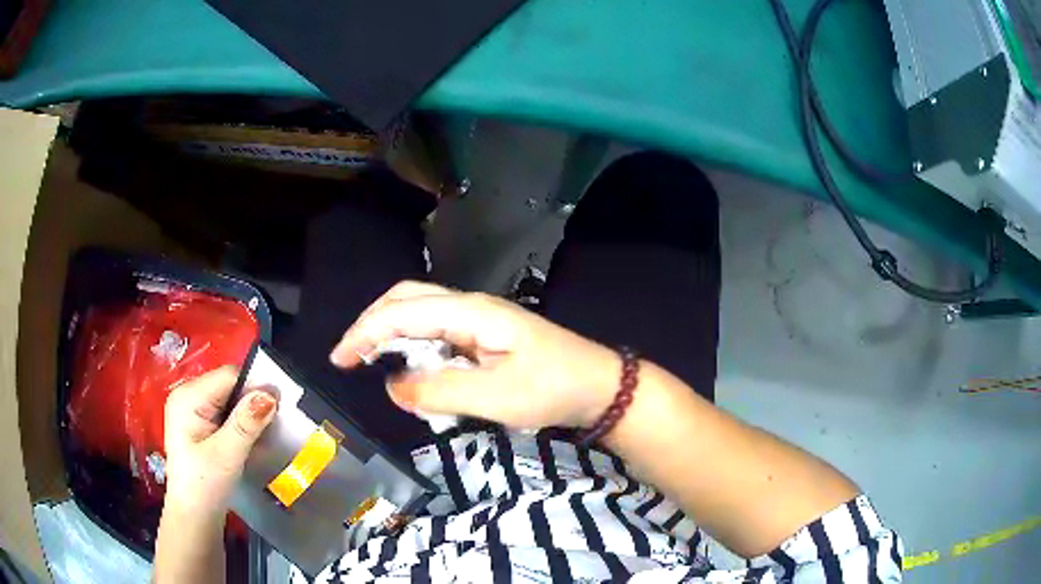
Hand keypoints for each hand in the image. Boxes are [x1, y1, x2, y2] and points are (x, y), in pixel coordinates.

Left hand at [163, 366, 277, 517]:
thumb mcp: (226, 455)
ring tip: (262, 438)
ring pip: (230, 401)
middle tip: (271, 429)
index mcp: (187, 397)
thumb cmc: (204, 487)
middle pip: (229, 387)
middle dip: (252, 405)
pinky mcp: (200, 425)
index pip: (228, 377)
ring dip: (248, 417)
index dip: (254, 388)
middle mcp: (188, 396)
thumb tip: (271, 394)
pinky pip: (226, 414)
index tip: (279, 409)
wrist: (194, 517)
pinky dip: (241, 426)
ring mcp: (193, 411)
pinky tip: (250, 443)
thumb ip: (246, 423)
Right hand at [330, 281, 620, 429]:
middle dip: (373, 323)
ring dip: (391, 333)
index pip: (402, 312)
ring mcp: (479, 321)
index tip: (339, 360)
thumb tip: (392, 387)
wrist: (600, 387)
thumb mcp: (497, 397)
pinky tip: (410, 368)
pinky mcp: (486, 338)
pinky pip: (438, 334)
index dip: (365, 333)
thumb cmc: (554, 388)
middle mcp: (470, 308)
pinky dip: (414, 346)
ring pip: (421, 314)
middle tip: (350, 356)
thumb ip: (440, 391)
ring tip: (370, 361)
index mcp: (470, 312)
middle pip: (408, 300)